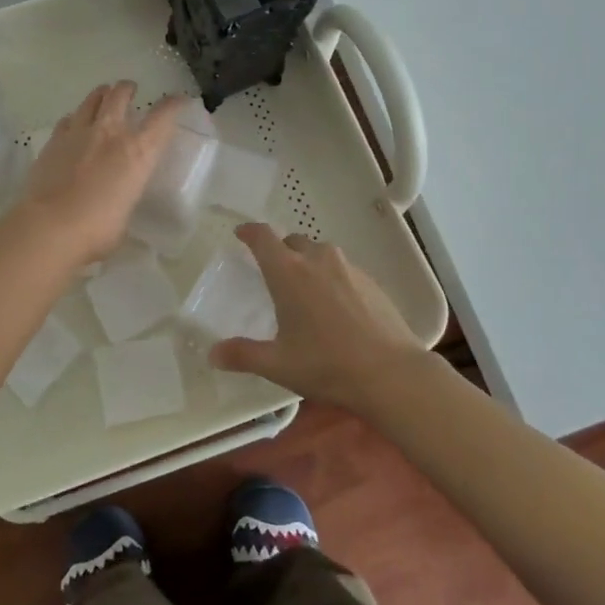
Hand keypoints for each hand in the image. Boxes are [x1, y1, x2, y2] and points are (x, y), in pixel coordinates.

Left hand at [15, 81, 186, 266]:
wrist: (50, 227)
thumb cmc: (98, 229)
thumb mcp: (125, 212)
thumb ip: (125, 195)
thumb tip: (117, 197)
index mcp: (138, 152)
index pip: (162, 118)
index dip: (173, 105)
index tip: (178, 100)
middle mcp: (110, 133)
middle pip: (120, 95)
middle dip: (127, 89)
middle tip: (129, 89)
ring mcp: (78, 133)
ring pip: (91, 100)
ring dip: (100, 95)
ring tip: (102, 95)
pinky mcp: (53, 141)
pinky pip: (68, 120)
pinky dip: (75, 118)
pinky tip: (74, 124)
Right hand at [211, 223, 435, 412]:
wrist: (392, 373)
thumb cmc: (327, 364)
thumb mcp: (278, 364)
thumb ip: (242, 355)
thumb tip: (212, 354)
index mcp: (289, 272)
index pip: (263, 236)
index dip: (249, 231)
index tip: (241, 233)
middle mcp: (317, 259)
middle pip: (292, 241)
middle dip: (279, 251)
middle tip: (273, 274)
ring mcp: (348, 267)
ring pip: (319, 254)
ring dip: (307, 264)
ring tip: (304, 292)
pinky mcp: (371, 281)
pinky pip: (342, 269)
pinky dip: (331, 278)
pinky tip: (335, 307)